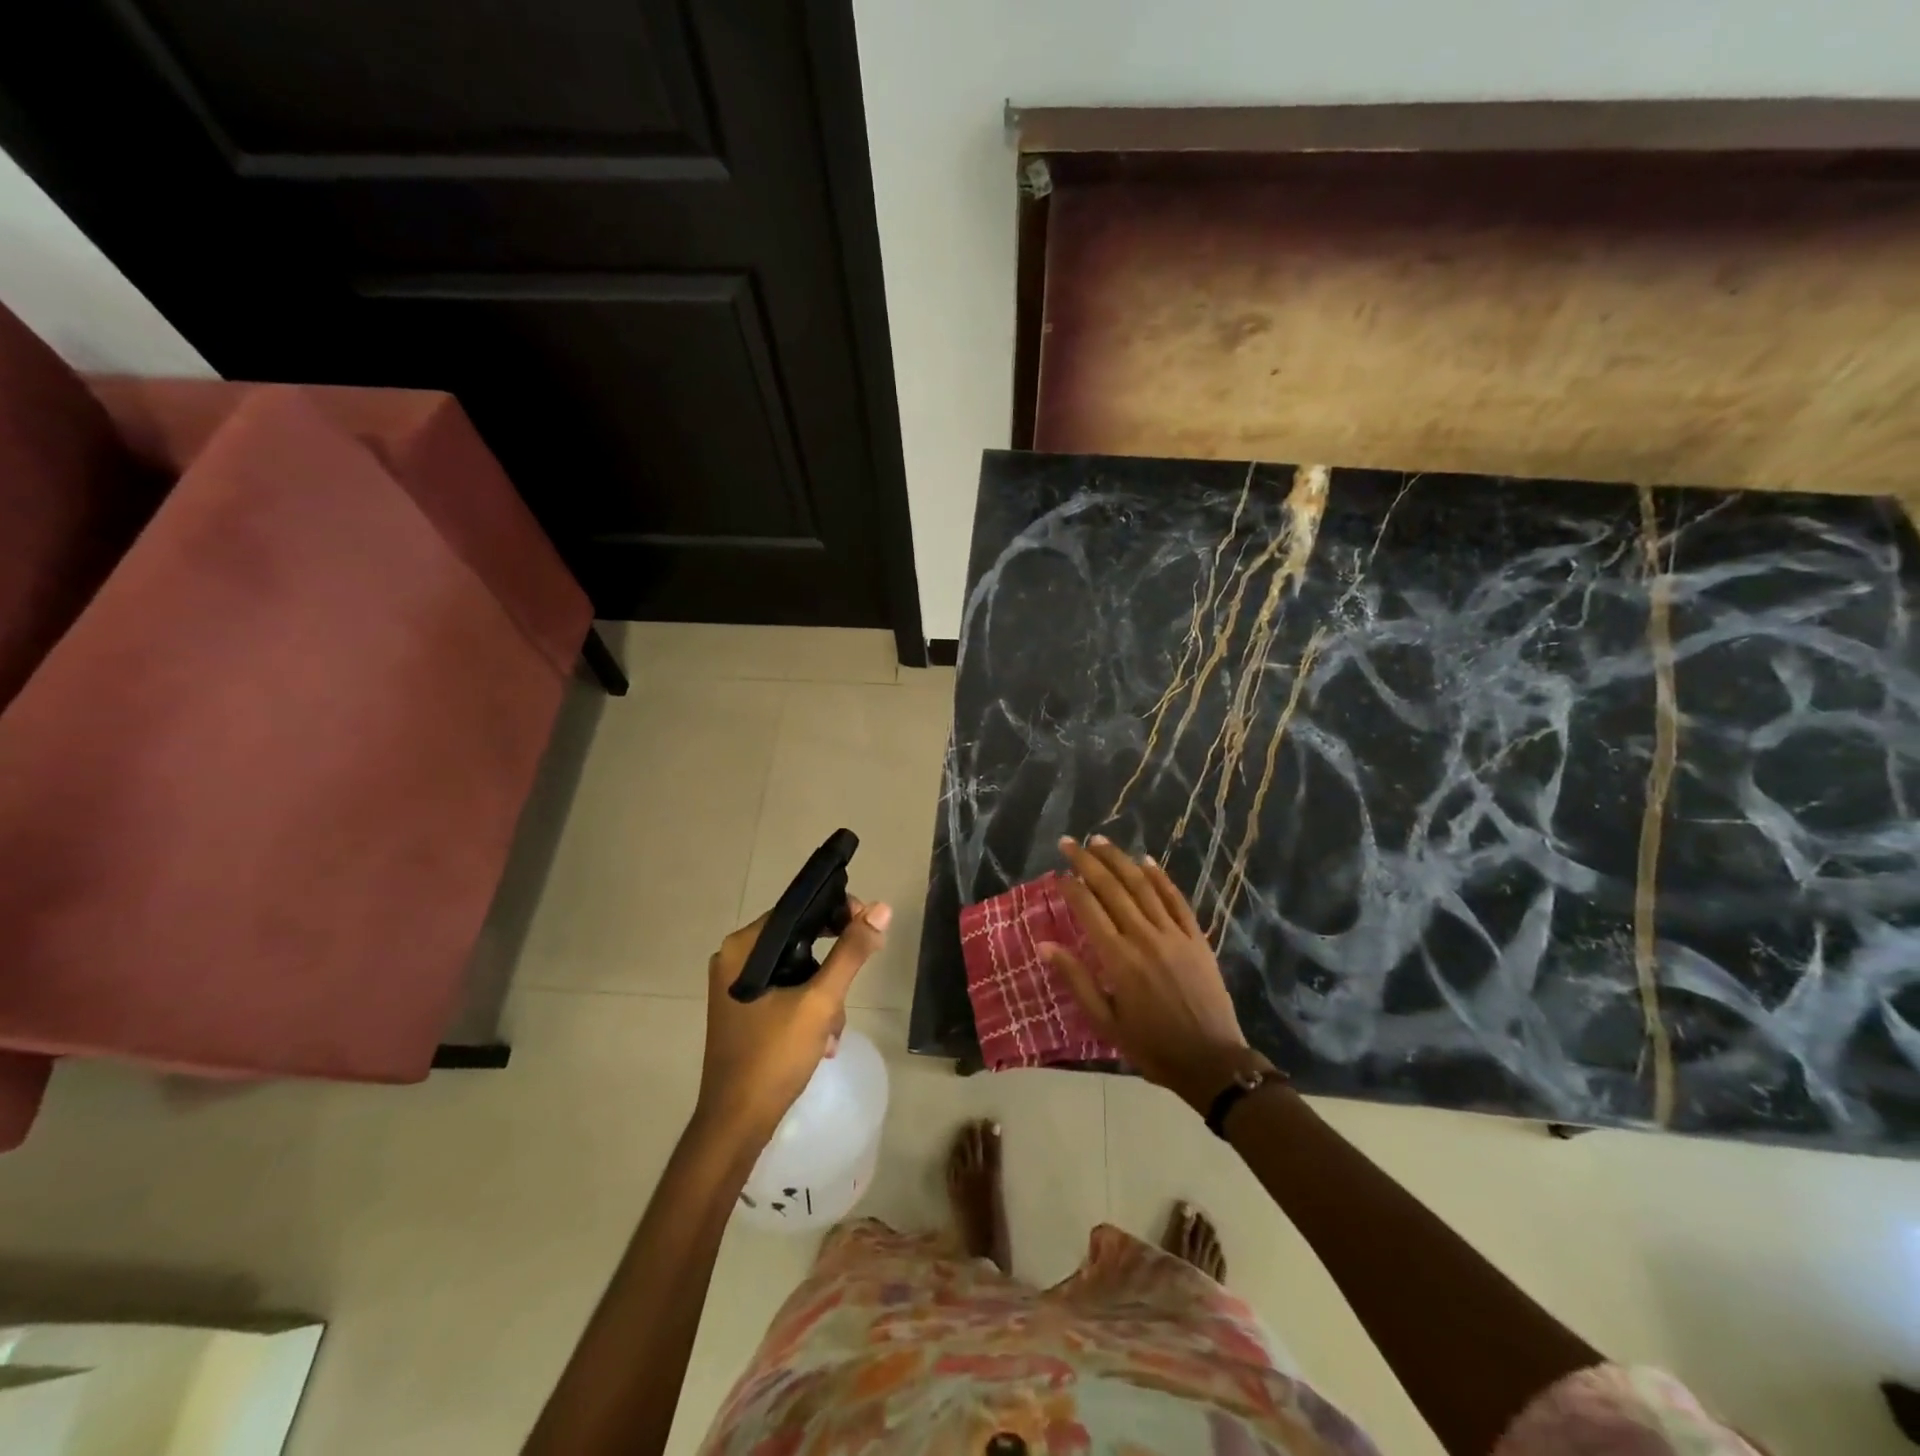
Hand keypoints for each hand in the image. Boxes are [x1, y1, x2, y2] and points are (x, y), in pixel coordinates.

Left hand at [695, 897, 890, 1144]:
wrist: (735, 1126)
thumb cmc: (773, 1057)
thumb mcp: (820, 1002)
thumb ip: (851, 953)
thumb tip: (881, 909)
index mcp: (743, 948)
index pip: (797, 910)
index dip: (837, 913)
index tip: (868, 928)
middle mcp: (735, 960)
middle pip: (800, 941)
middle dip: (832, 969)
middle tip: (849, 991)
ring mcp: (738, 988)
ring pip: (798, 971)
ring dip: (824, 997)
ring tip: (832, 1031)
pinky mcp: (745, 1012)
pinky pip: (787, 993)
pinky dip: (809, 1010)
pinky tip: (822, 1042)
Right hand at [1042, 837, 1255, 1113]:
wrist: (1212, 1061)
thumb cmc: (1152, 1046)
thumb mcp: (1105, 1022)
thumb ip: (1076, 979)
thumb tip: (1045, 945)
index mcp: (1118, 959)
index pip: (1089, 909)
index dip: (1071, 887)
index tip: (1057, 873)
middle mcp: (1144, 937)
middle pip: (1112, 888)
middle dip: (1088, 862)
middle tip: (1070, 843)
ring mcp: (1173, 934)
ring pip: (1143, 886)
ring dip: (1120, 860)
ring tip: (1100, 841)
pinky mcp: (1196, 938)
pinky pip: (1176, 899)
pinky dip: (1160, 878)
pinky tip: (1147, 861)